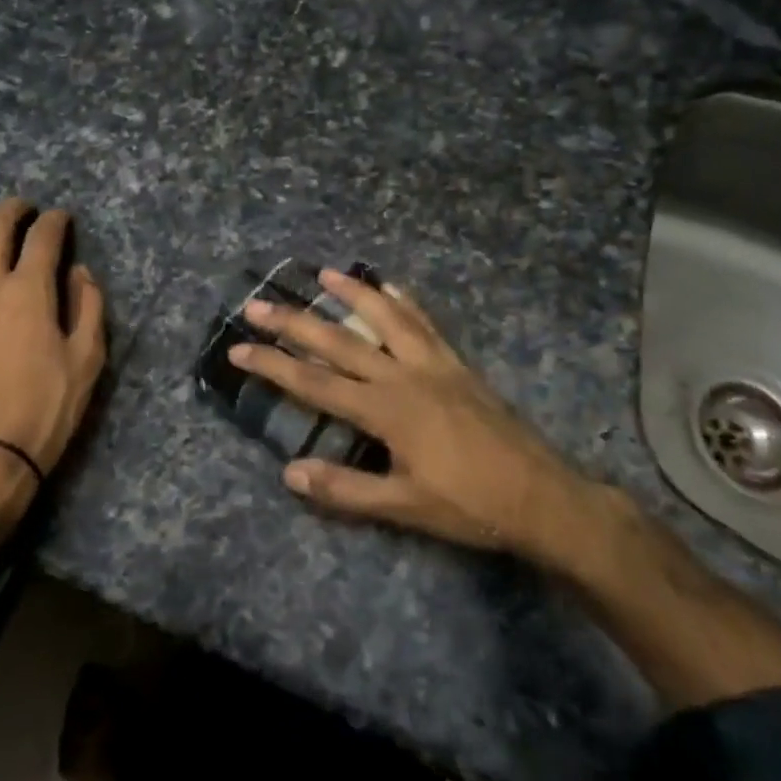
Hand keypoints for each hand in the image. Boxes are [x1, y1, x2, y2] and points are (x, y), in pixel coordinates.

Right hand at [228, 269, 604, 560]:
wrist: (541, 496)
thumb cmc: (470, 506)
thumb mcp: (404, 507)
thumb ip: (346, 488)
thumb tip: (289, 473)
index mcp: (386, 410)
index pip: (316, 383)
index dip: (274, 365)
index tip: (239, 349)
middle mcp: (404, 376)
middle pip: (340, 341)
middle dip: (295, 322)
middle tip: (258, 303)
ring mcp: (434, 364)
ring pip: (385, 318)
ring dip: (352, 293)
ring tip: (323, 273)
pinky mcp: (457, 364)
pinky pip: (426, 324)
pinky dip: (405, 302)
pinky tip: (391, 287)